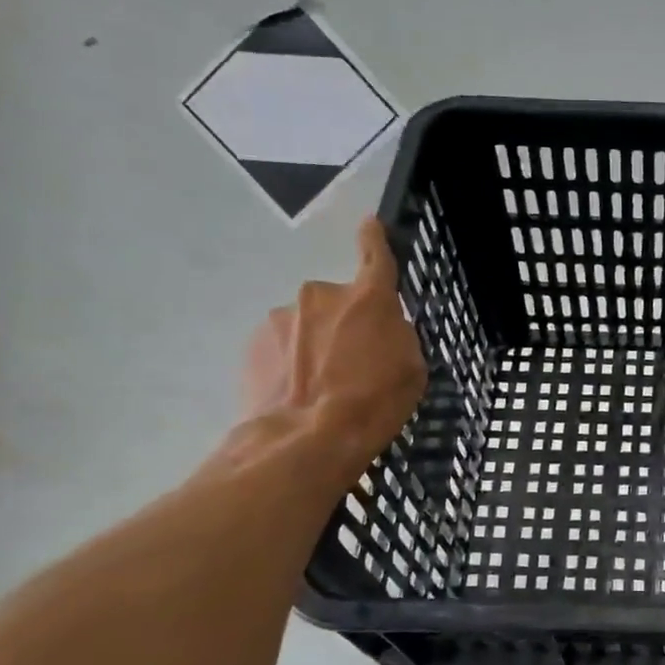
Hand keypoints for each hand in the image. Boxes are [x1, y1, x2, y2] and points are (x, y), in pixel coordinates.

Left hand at [242, 218, 427, 466]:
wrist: (306, 440)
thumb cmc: (373, 404)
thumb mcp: (411, 370)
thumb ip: (398, 337)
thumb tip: (381, 329)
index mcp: (368, 298)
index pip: (375, 255)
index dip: (375, 238)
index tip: (370, 224)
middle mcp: (322, 295)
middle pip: (339, 303)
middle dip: (344, 325)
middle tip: (352, 366)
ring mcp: (282, 317)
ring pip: (306, 326)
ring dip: (315, 346)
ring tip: (321, 389)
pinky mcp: (253, 344)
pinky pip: (281, 347)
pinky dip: (290, 363)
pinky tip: (297, 394)